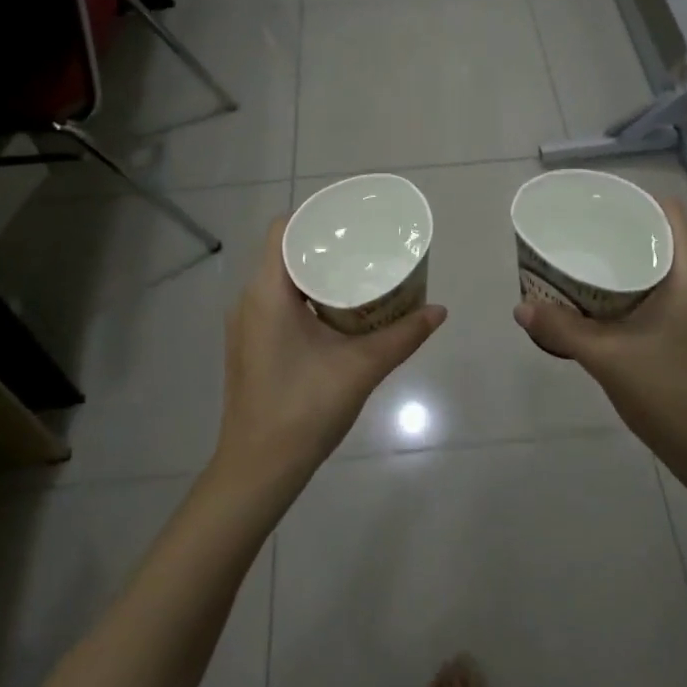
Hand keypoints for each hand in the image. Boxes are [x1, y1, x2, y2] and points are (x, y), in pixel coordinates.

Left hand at [215, 218, 446, 501]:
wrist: (258, 469)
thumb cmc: (304, 409)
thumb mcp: (361, 368)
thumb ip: (403, 336)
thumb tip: (439, 310)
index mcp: (268, 293)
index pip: (283, 230)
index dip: (315, 217)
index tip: (351, 220)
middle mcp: (249, 301)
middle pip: (284, 252)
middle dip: (324, 244)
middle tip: (365, 245)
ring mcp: (246, 325)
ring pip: (280, 279)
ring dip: (315, 271)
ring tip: (357, 271)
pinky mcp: (251, 346)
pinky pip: (277, 302)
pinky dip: (305, 295)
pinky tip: (336, 309)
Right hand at [514, 200, 686, 495]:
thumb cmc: (671, 396)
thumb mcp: (608, 359)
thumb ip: (562, 329)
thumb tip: (520, 308)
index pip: (669, 212)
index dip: (632, 199)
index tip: (594, 205)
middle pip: (663, 235)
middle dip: (621, 229)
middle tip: (578, 232)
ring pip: (663, 265)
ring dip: (627, 260)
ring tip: (584, 260)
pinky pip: (664, 291)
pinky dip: (635, 286)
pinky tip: (603, 302)